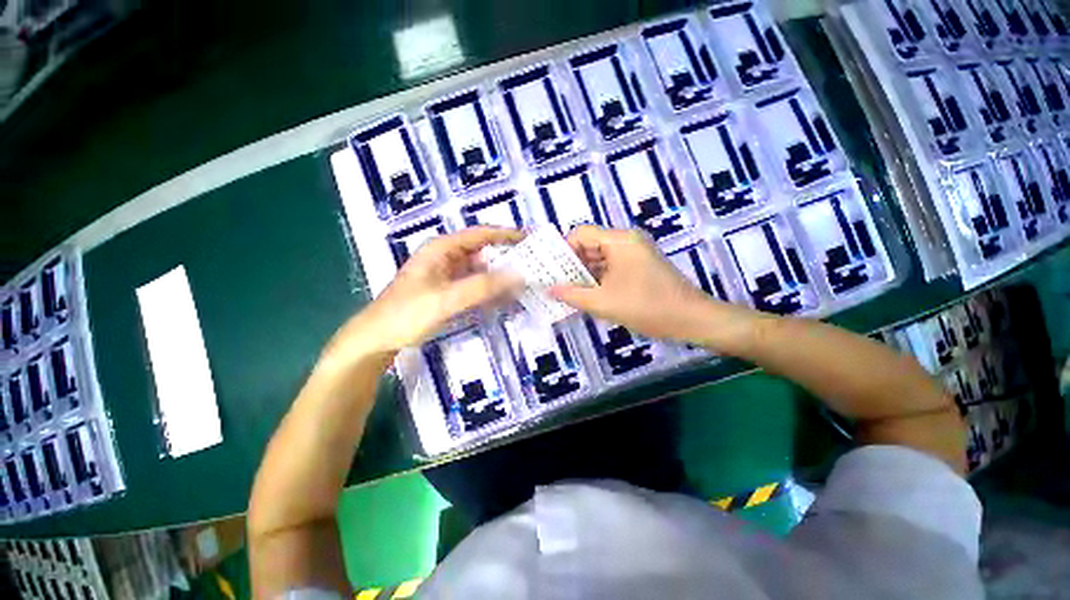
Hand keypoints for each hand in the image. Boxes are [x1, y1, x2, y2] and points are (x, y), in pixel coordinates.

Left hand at [324, 227, 524, 362]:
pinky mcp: (449, 290)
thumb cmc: (407, 313)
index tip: (531, 240)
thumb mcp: (446, 299)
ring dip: (501, 275)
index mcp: (442, 248)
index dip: (507, 235)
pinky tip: (506, 297)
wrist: (378, 338)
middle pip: (483, 251)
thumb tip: (519, 275)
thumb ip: (482, 287)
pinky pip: (476, 285)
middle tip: (534, 265)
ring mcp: (448, 274)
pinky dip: (491, 289)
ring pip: (481, 269)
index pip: (481, 234)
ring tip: (526, 281)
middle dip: (507, 257)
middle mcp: (446, 256)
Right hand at [550, 226, 714, 340]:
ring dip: (584, 274)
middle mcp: (627, 241)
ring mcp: (635, 254)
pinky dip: (598, 279)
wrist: (692, 319)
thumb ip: (572, 294)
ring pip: (600, 258)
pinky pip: (612, 268)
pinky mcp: (640, 267)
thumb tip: (549, 289)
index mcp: (619, 240)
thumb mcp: (603, 302)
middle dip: (572, 264)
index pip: (581, 234)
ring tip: (567, 292)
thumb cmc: (647, 306)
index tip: (552, 271)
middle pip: (590, 245)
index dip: (563, 250)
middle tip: (554, 283)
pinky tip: (587, 295)